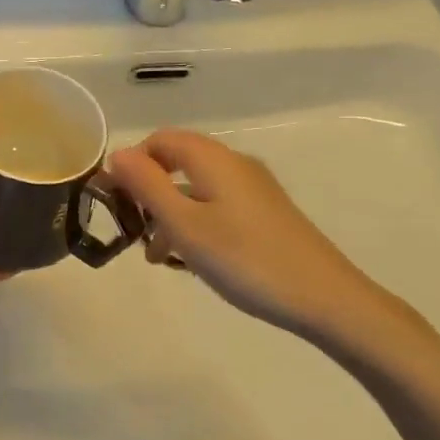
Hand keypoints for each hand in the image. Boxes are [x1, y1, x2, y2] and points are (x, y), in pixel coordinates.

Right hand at [107, 129, 415, 354]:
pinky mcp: (266, 212)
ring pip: (197, 186)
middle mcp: (233, 163)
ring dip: (171, 211)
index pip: (159, 140)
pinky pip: (217, 204)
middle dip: (149, 190)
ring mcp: (254, 188)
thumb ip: (147, 186)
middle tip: (133, 229)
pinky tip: (193, 259)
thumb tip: (116, 155)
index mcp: (212, 158)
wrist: (325, 298)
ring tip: (157, 256)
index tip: (114, 200)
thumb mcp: (185, 225)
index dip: (132, 163)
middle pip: (178, 161)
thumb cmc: (245, 259)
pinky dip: (196, 222)